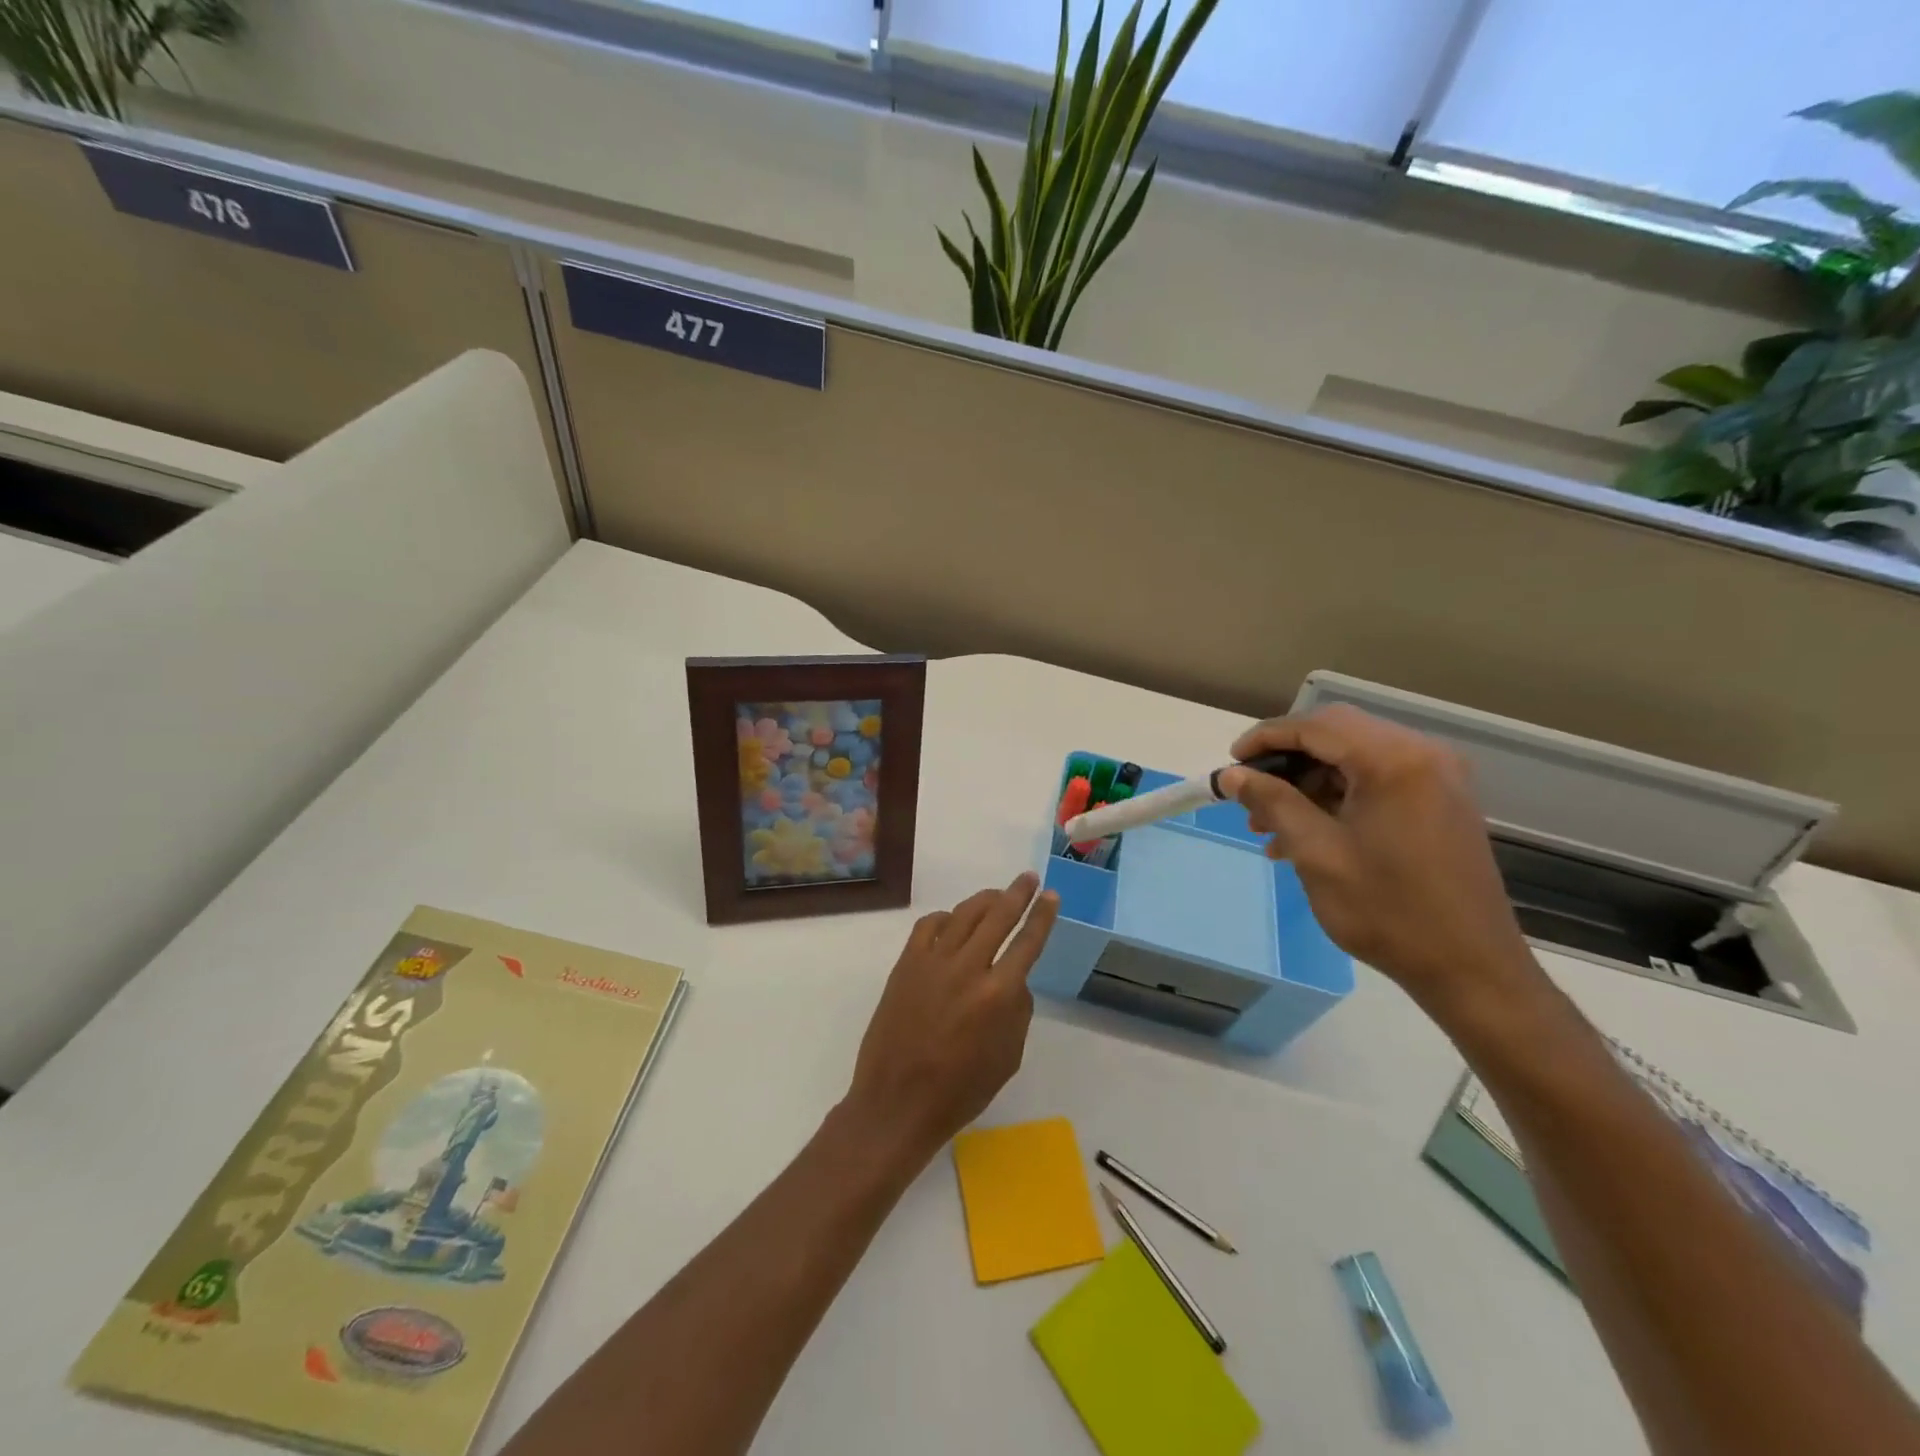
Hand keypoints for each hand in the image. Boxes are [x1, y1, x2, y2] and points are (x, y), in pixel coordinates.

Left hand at [843, 872, 1060, 1167]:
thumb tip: (1013, 979)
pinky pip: (929, 926)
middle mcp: (968, 968)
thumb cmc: (960, 1091)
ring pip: (964, 914)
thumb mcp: (1008, 1057)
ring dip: (985, 900)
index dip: (1042, 916)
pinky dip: (946, 918)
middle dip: (1017, 893)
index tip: (1051, 895)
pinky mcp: (906, 964)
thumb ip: (1017, 1011)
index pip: (1028, 942)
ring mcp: (932, 962)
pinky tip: (953, 922)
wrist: (897, 1101)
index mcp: (998, 995)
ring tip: (997, 895)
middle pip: (998, 916)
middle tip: (1029, 878)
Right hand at [1217, 706, 1542, 1020]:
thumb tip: (1231, 775)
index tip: (1230, 765)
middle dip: (1286, 760)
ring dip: (1308, 781)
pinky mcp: (1440, 800)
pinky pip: (1376, 779)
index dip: (1265, 738)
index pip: (1315, 726)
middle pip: (1336, 734)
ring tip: (1269, 823)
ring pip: (1353, 757)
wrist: (1472, 969)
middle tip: (1249, 795)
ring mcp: (1437, 777)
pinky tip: (1306, 832)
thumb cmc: (1388, 911)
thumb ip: (1272, 802)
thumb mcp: (1317, 854)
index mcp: (1394, 760)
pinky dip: (1336, 796)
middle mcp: (1422, 754)